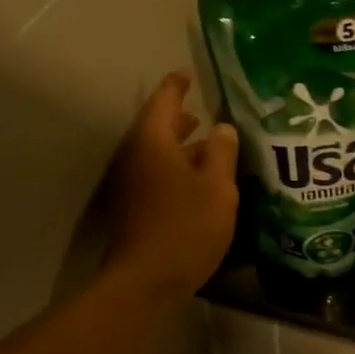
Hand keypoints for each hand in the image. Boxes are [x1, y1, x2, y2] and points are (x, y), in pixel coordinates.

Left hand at [104, 71, 238, 299]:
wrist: (146, 279)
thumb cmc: (186, 226)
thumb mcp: (216, 187)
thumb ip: (221, 152)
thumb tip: (222, 127)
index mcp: (154, 142)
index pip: (164, 101)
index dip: (177, 85)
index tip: (188, 73)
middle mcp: (137, 157)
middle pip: (157, 128)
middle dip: (181, 119)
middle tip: (204, 113)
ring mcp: (132, 184)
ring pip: (158, 155)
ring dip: (180, 147)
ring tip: (208, 147)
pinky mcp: (136, 208)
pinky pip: (157, 176)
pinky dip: (177, 170)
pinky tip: (199, 183)